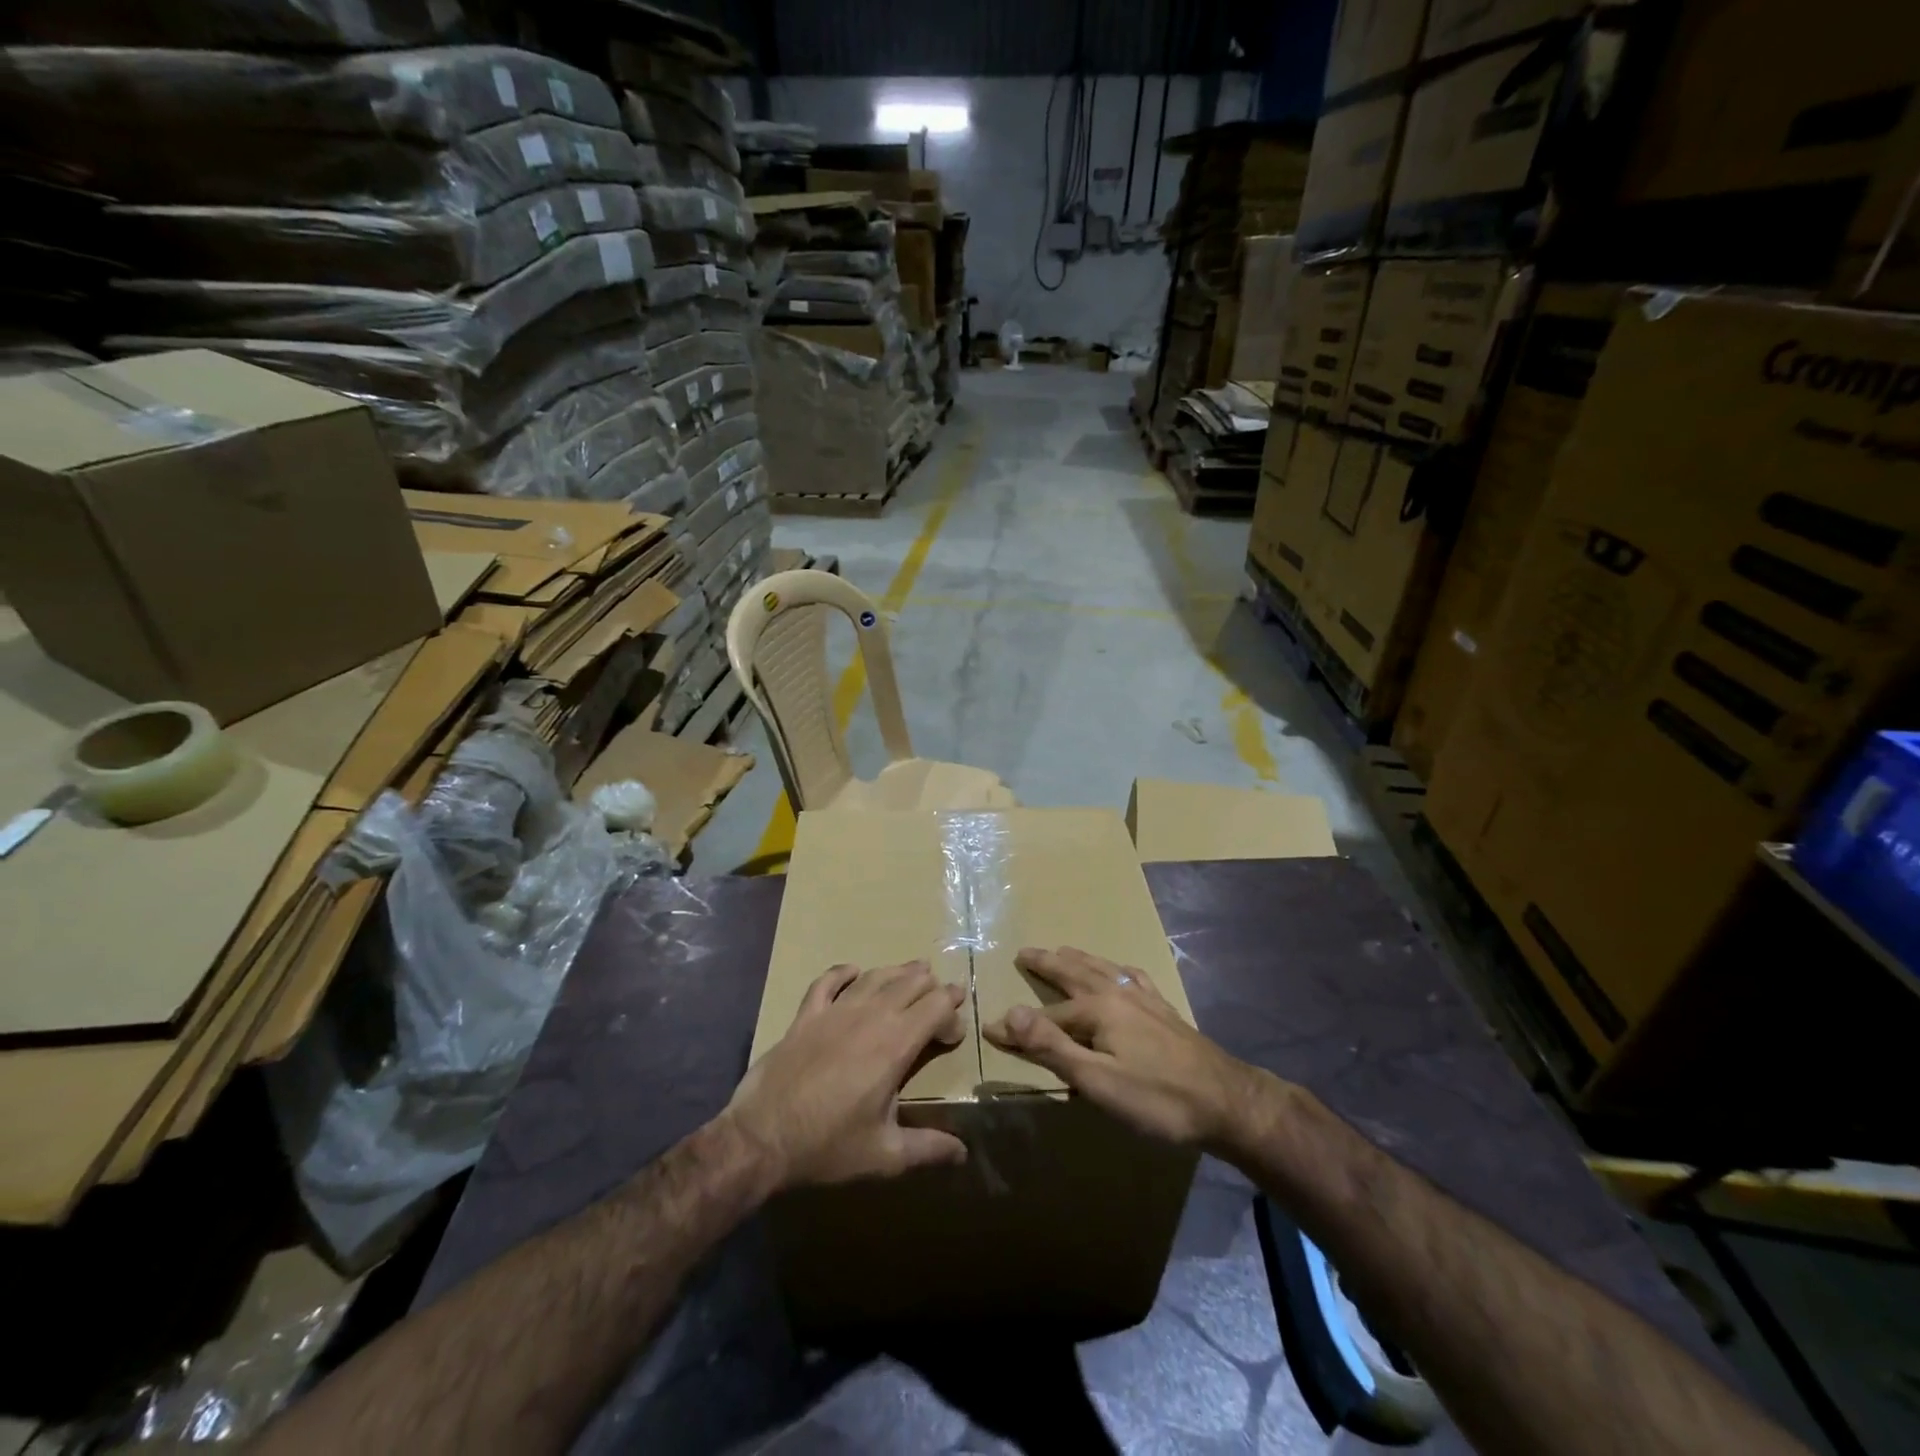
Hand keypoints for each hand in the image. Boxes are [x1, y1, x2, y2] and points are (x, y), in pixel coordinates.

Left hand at [725, 960, 968, 1188]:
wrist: (761, 1138)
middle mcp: (869, 1017)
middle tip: (943, 998)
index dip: (953, 1013)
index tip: (954, 1035)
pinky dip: (843, 972)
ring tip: (915, 971)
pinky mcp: (806, 1015)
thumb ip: (928, 1148)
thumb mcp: (885, 1155)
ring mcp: (835, 1011)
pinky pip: (828, 981)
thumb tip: (963, 1152)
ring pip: (875, 976)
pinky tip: (853, 972)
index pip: (936, 1006)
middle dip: (932, 987)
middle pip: (910, 983)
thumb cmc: (827, 1146)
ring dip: (899, 972)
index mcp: (895, 1045)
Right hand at [982, 946, 1272, 1149]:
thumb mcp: (1096, 1081)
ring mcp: (1144, 998)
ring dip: (1078, 959)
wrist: (1227, 1101)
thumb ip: (1051, 1046)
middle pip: (1074, 973)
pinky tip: (1122, 972)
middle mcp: (1118, 993)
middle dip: (1047, 964)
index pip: (1046, 1016)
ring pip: (1102, 969)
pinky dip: (1117, 969)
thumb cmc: (1157, 1097)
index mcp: (1098, 1009)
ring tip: (1063, 951)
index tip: (989, 1029)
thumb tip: (1007, 1012)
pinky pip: (1133, 976)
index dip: (1017, 1026)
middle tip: (1025, 952)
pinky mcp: (1164, 1009)